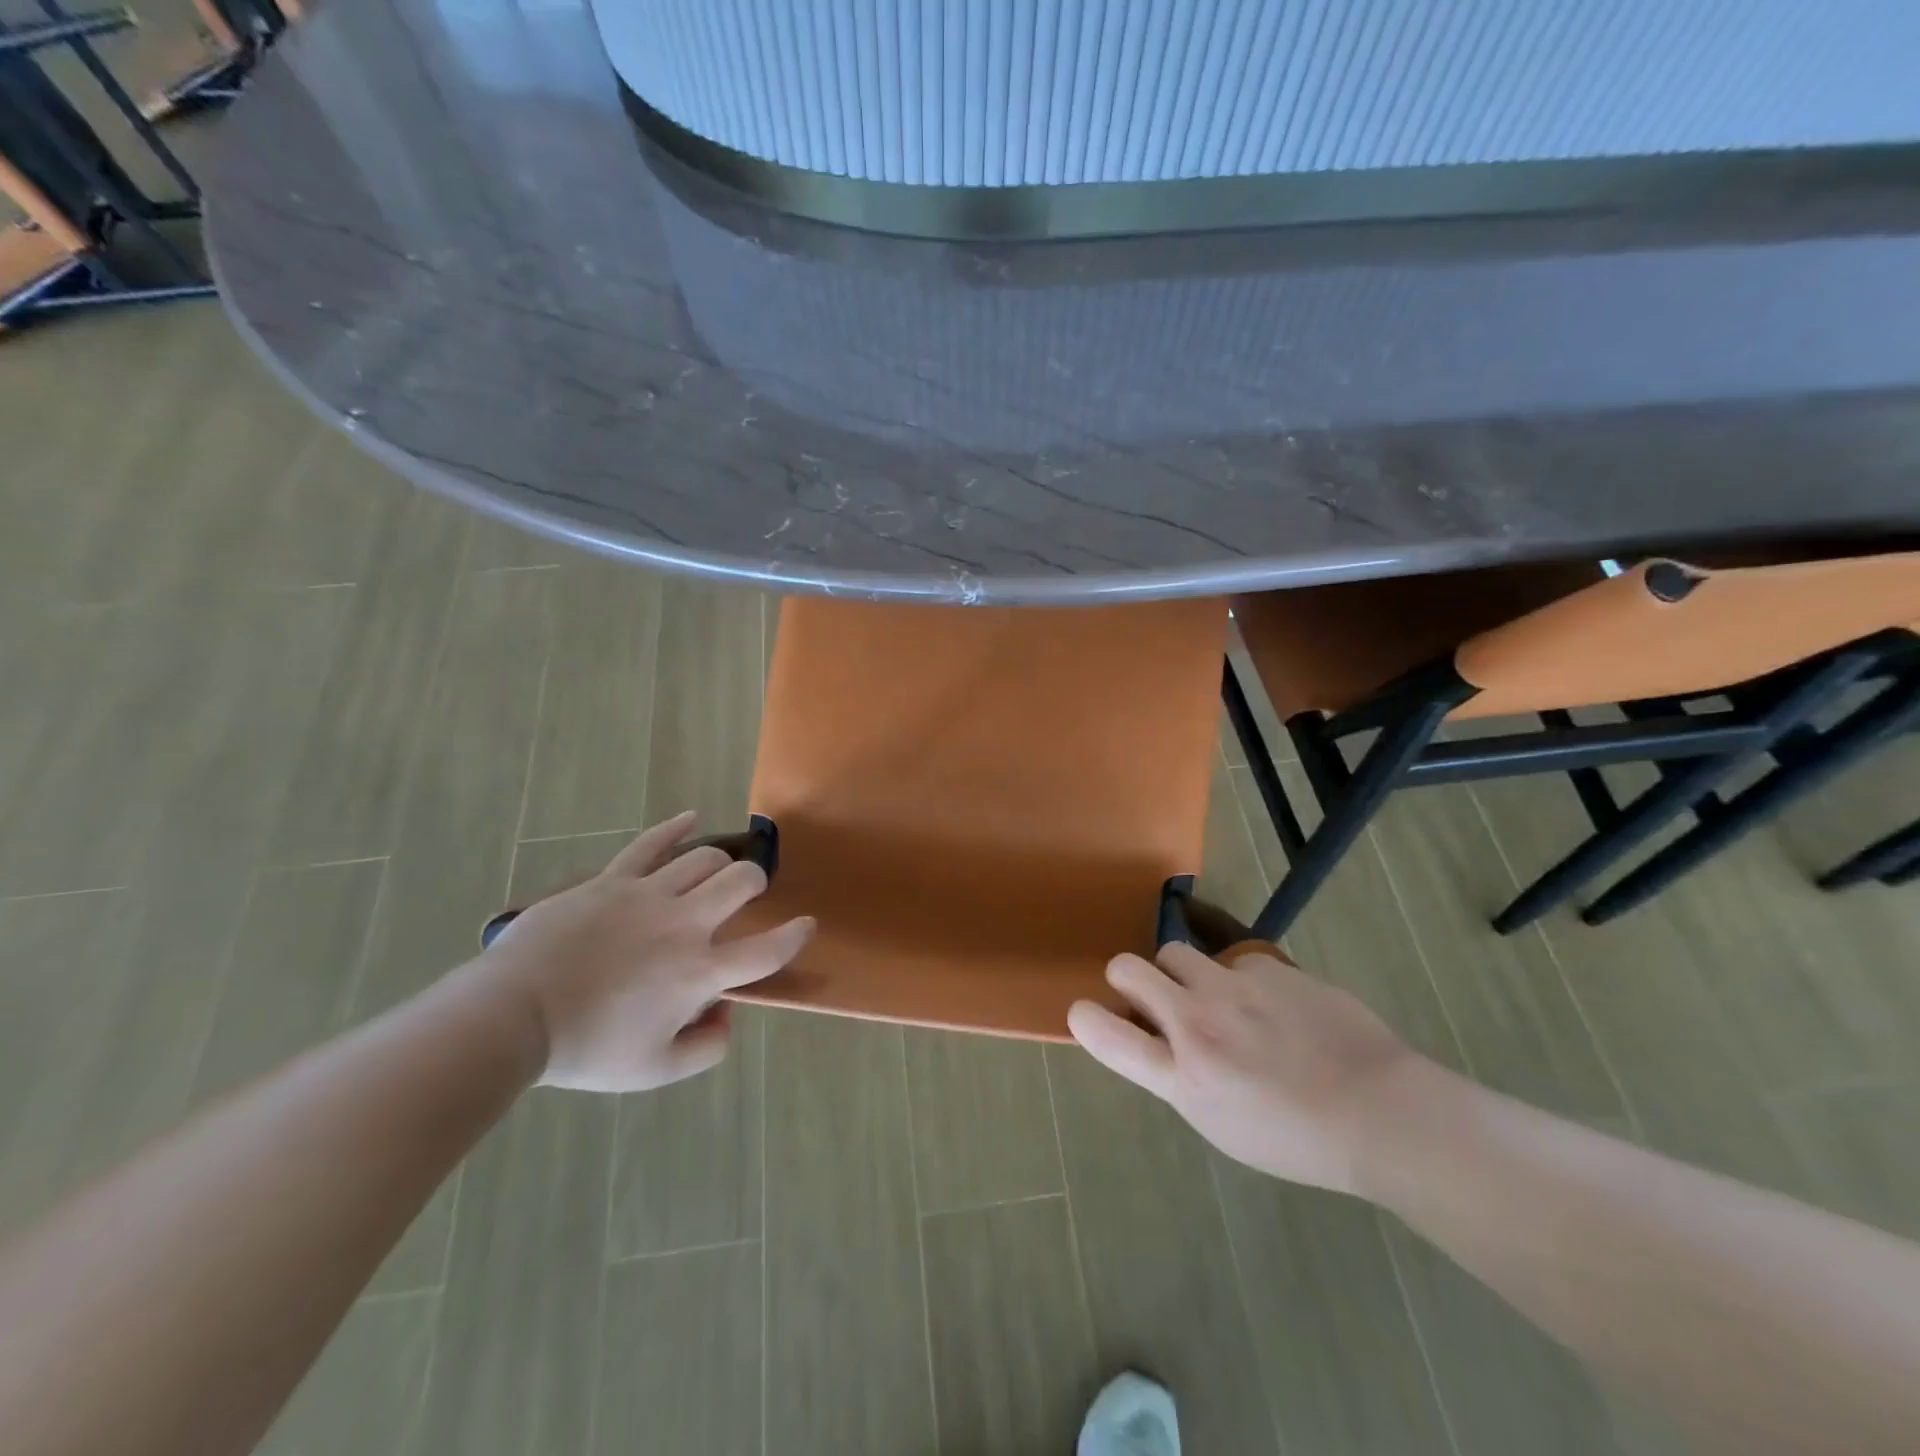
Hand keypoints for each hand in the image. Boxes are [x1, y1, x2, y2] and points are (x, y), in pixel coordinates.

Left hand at [474, 812, 813, 1092]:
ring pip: (704, 858)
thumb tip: (724, 1013)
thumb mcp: (655, 1071)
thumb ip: (706, 1047)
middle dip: (755, 883)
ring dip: (722, 863)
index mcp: (700, 972)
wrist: (512, 1017)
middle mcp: (685, 924)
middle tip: (749, 894)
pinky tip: (692, 817)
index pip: (766, 950)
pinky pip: (650, 843)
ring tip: (719, 871)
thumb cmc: (587, 1048)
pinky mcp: (612, 880)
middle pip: (740, 883)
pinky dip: (676, 827)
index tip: (805, 926)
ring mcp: (647, 895)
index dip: (794, 937)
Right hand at [1067, 943, 1422, 1193]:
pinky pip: (1235, 960)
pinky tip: (1276, 1006)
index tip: (1087, 1013)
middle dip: (1127, 976)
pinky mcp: (1268, 966)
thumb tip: (1158, 1041)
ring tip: (1216, 995)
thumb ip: (1179, 1076)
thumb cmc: (1300, 1140)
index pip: (1105, 1033)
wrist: (1383, 1114)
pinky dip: (1242, 979)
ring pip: (1175, 951)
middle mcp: (1197, 1024)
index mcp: (1183, 1078)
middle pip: (1126, 968)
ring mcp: (1233, 988)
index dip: (1085, 1017)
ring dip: (1181, 971)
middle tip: (1152, 994)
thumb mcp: (1221, 1125)